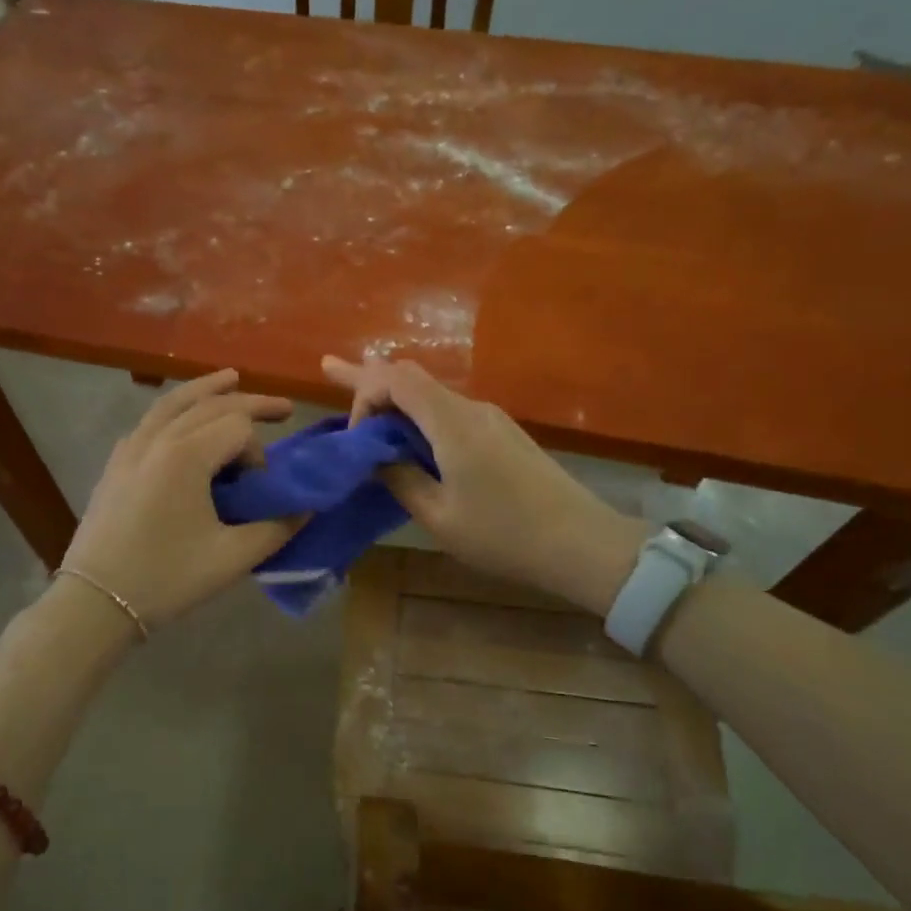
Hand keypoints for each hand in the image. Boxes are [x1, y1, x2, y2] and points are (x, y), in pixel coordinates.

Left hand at [60, 370, 300, 630]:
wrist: (96, 601)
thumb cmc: (166, 578)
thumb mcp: (231, 558)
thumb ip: (276, 528)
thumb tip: (307, 508)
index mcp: (186, 455)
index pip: (237, 427)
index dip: (258, 453)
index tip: (258, 489)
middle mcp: (158, 439)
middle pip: (210, 404)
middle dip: (250, 403)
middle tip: (284, 408)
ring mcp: (131, 448)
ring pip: (173, 402)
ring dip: (207, 389)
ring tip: (232, 378)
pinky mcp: (116, 463)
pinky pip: (150, 421)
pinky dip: (175, 409)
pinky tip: (183, 419)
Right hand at [321, 357, 645, 614]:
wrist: (582, 544)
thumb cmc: (504, 535)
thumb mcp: (439, 516)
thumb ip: (399, 479)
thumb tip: (375, 457)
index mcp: (452, 423)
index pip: (395, 380)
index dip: (364, 397)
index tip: (356, 440)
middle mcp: (470, 408)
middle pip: (411, 376)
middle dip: (367, 375)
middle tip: (328, 366)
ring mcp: (490, 418)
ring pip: (430, 393)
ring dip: (393, 398)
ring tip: (360, 397)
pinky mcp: (501, 433)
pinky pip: (449, 411)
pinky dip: (418, 414)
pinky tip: (406, 433)